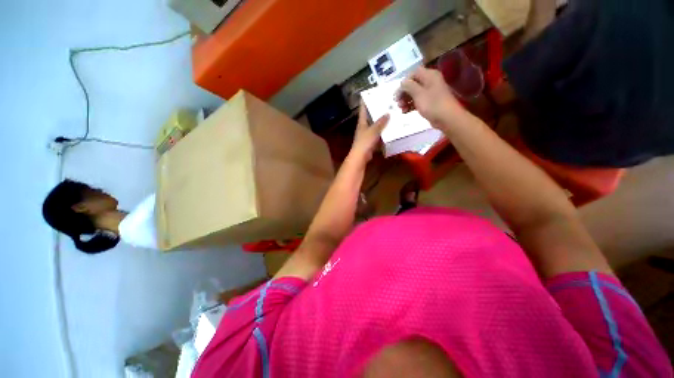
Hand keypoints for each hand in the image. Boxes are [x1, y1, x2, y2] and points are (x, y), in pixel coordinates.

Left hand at [350, 102, 389, 161]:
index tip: (371, 92)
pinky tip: (391, 130)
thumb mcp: (373, 131)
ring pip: (375, 126)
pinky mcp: (371, 142)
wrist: (361, 157)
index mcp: (362, 122)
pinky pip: (378, 136)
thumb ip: (380, 122)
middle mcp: (364, 127)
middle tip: (387, 103)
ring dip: (382, 122)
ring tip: (392, 115)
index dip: (366, 100)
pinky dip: (383, 133)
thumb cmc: (365, 142)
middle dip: (377, 111)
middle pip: (370, 117)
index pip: (363, 109)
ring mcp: (367, 135)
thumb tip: (387, 113)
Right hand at [396, 67, 466, 129]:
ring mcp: (430, 93)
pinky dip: (410, 106)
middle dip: (403, 93)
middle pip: (413, 84)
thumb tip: (402, 83)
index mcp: (429, 75)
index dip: (404, 82)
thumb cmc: (432, 104)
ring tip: (401, 109)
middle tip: (397, 102)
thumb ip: (408, 86)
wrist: (447, 118)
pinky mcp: (429, 103)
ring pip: (414, 93)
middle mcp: (430, 82)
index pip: (413, 73)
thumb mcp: (418, 93)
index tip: (397, 93)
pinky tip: (405, 112)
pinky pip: (417, 101)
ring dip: (405, 100)